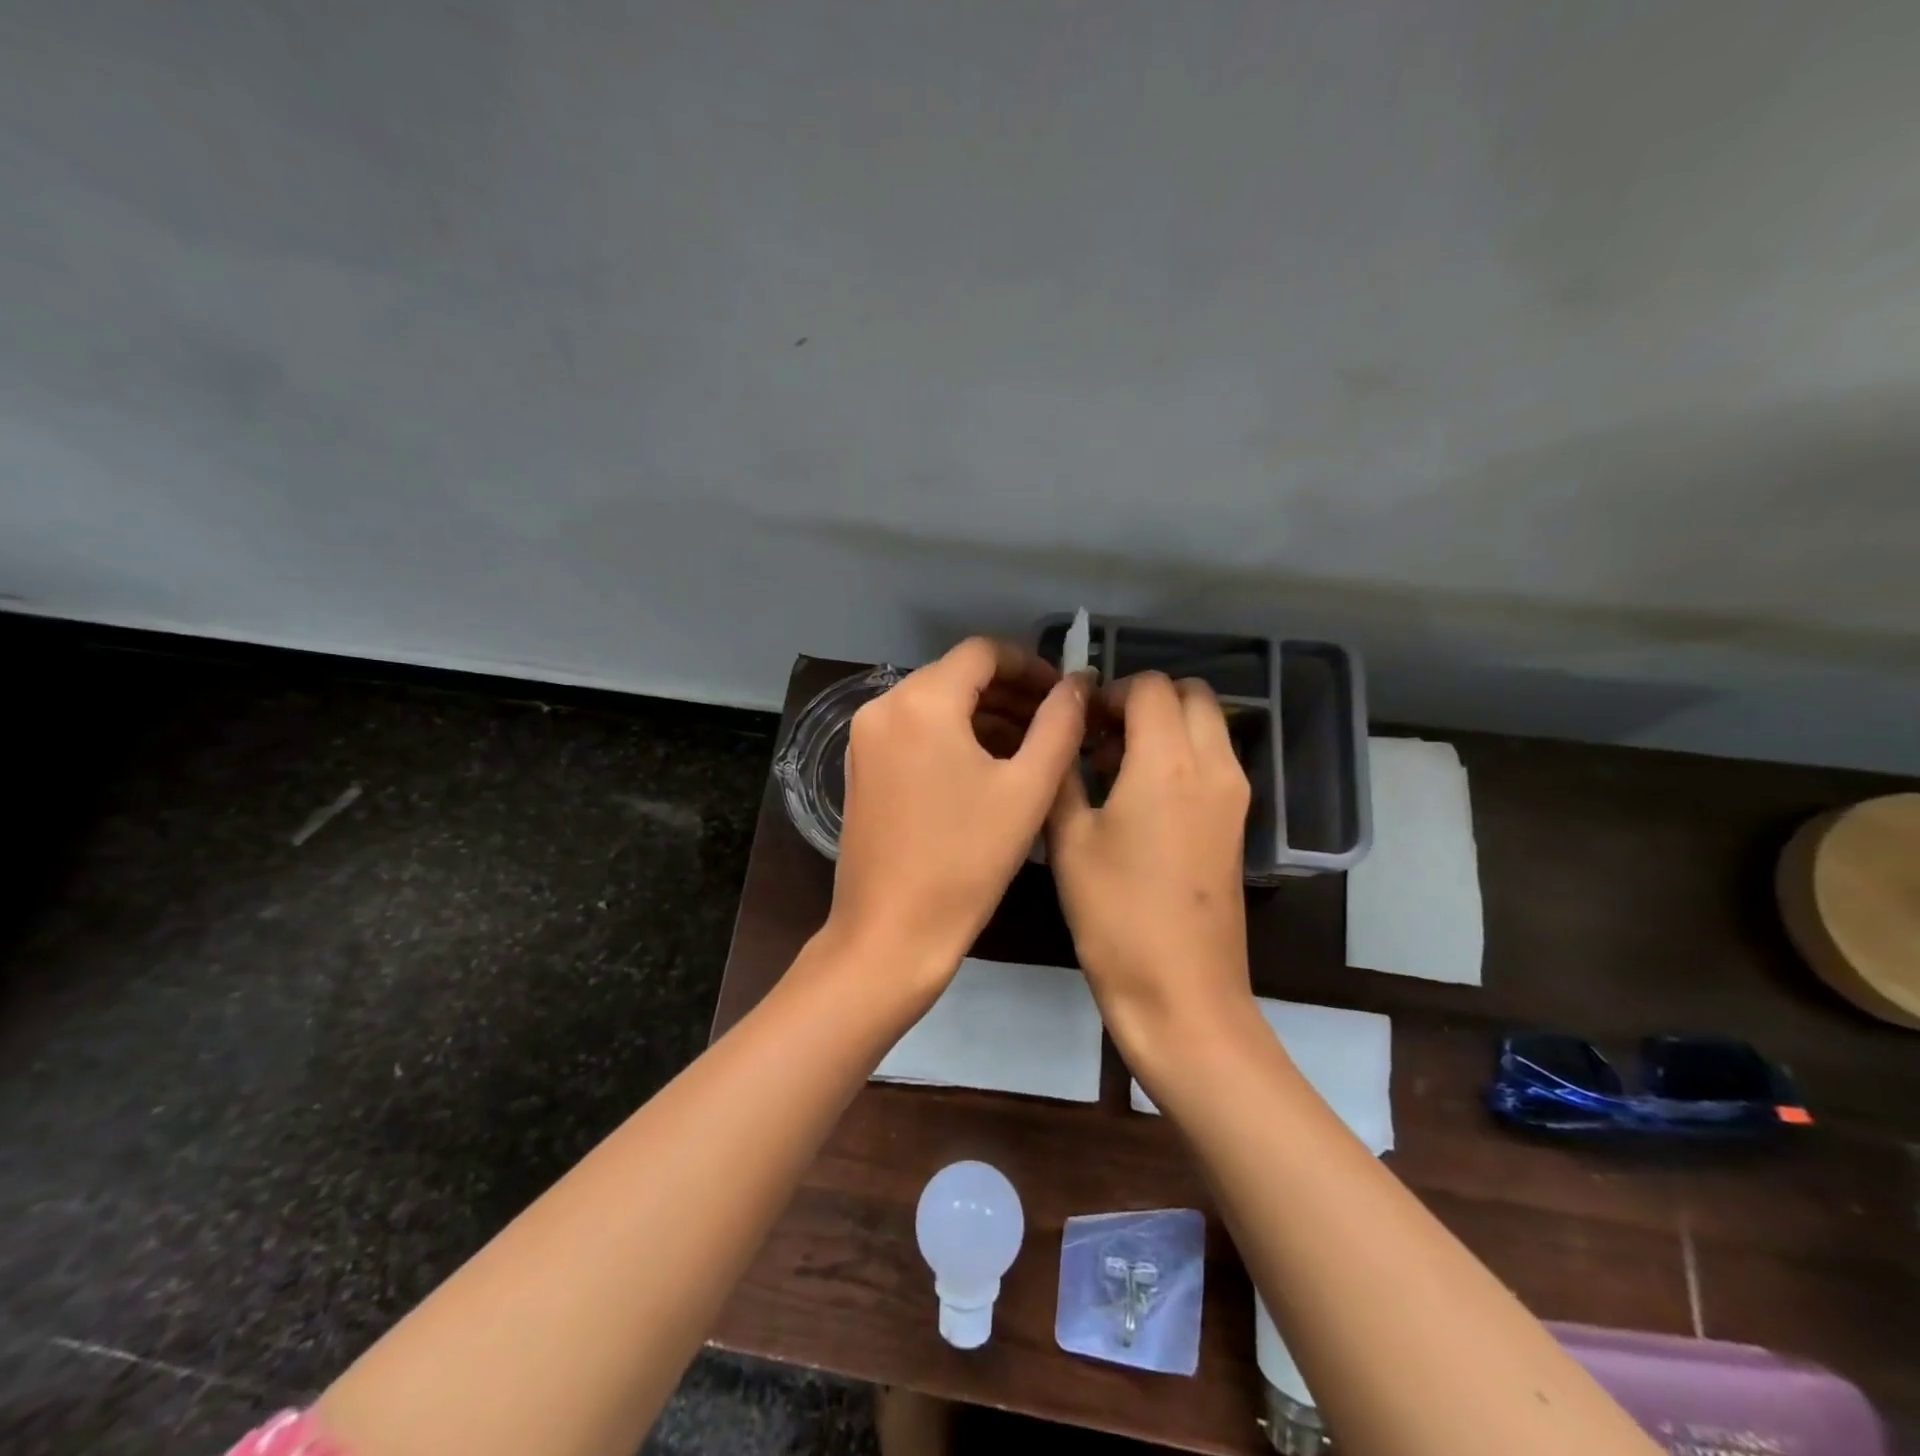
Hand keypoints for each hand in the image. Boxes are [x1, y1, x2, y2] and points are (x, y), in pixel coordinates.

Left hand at [827, 639, 1088, 1005]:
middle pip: (957, 676)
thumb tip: (1077, 684)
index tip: (1064, 693)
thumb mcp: (1027, 789)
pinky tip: (988, 766)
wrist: (890, 933)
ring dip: (984, 716)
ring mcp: (865, 737)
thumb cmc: (966, 861)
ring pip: (936, 704)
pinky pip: (915, 731)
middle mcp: (883, 706)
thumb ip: (1060, 724)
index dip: (1030, 665)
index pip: (983, 652)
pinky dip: (953, 737)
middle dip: (1010, 692)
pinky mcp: (861, 767)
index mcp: (921, 701)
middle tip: (1056, 721)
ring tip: (1031, 746)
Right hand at [1046, 672, 1254, 1066]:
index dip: (1110, 693)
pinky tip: (1141, 796)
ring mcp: (1234, 795)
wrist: (1181, 991)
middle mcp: (1213, 765)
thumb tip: (1063, 732)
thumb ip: (1064, 772)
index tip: (1079, 723)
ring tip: (1117, 765)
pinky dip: (1183, 753)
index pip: (1149, 686)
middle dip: (1145, 700)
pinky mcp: (1238, 822)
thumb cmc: (1115, 914)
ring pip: (1208, 724)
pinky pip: (1214, 759)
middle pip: (1191, 694)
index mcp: (1169, 761)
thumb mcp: (1069, 840)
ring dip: (1167, 725)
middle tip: (1101, 736)